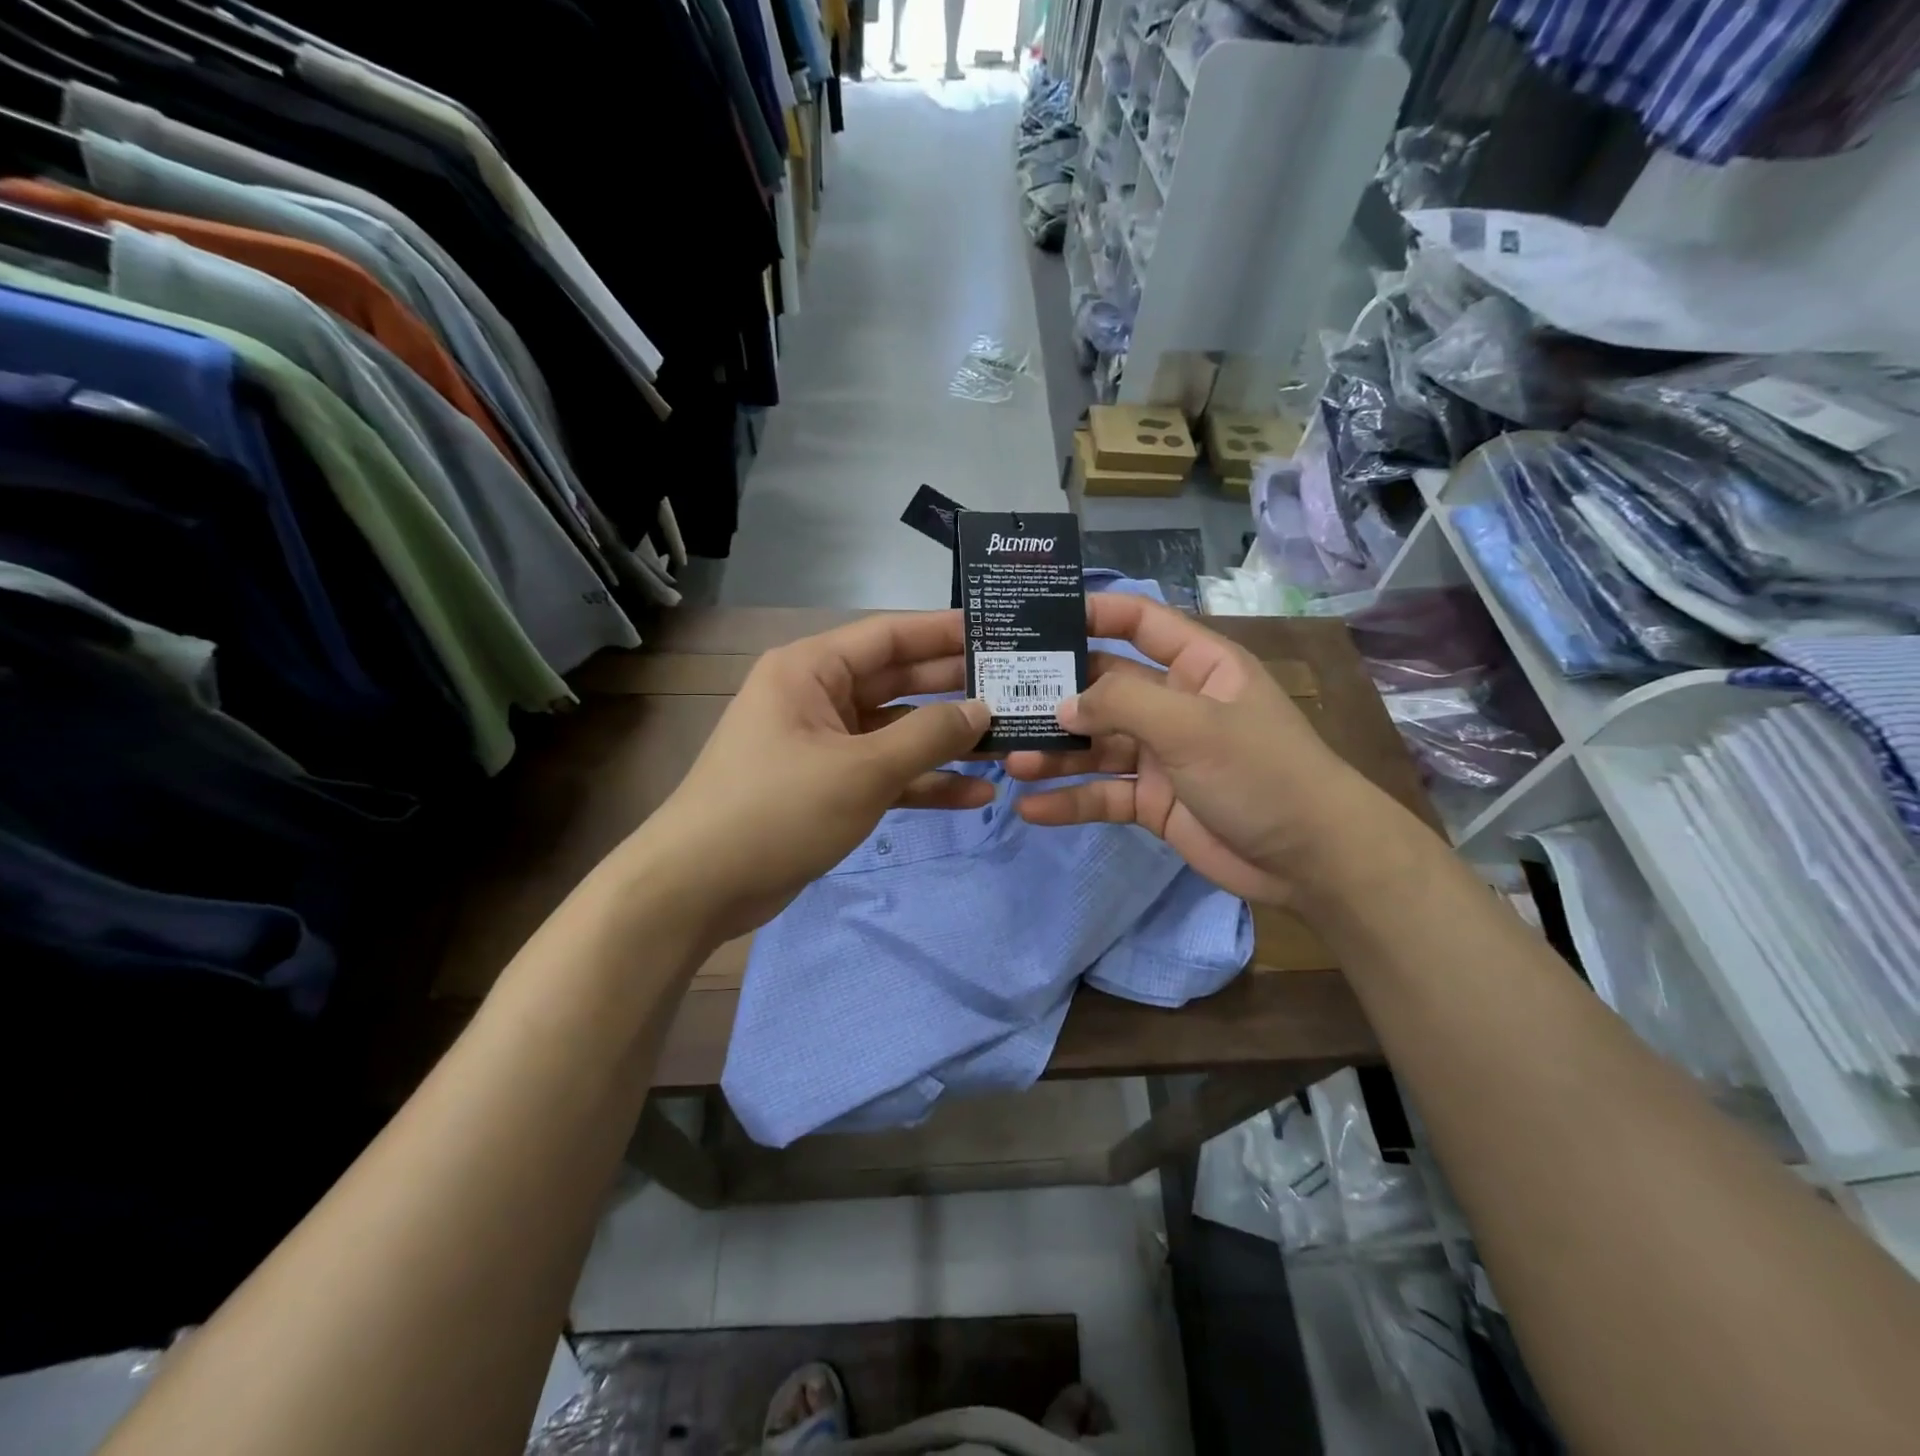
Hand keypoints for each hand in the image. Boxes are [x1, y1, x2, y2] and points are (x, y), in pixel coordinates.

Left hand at [634, 612, 991, 939]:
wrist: (699, 888)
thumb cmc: (777, 809)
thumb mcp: (861, 769)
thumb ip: (927, 736)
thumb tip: (983, 710)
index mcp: (812, 670)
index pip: (890, 636)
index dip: (945, 632)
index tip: (999, 631)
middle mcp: (818, 697)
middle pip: (898, 682)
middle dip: (955, 690)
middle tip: (1019, 689)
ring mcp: (824, 745)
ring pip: (897, 733)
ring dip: (946, 742)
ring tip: (1009, 744)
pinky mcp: (829, 787)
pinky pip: (885, 774)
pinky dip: (922, 783)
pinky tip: (974, 794)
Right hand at [1006, 594, 1386, 906]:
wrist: (1311, 860)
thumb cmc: (1260, 771)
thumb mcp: (1192, 724)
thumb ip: (1123, 703)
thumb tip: (1063, 704)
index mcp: (1197, 665)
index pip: (1138, 622)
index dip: (1092, 613)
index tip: (1035, 618)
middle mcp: (1174, 703)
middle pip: (1103, 687)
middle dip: (1055, 694)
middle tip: (999, 699)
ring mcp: (1161, 754)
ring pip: (1096, 745)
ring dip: (1054, 752)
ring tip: (1009, 760)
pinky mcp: (1152, 801)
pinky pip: (1103, 794)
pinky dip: (1070, 800)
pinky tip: (1031, 808)